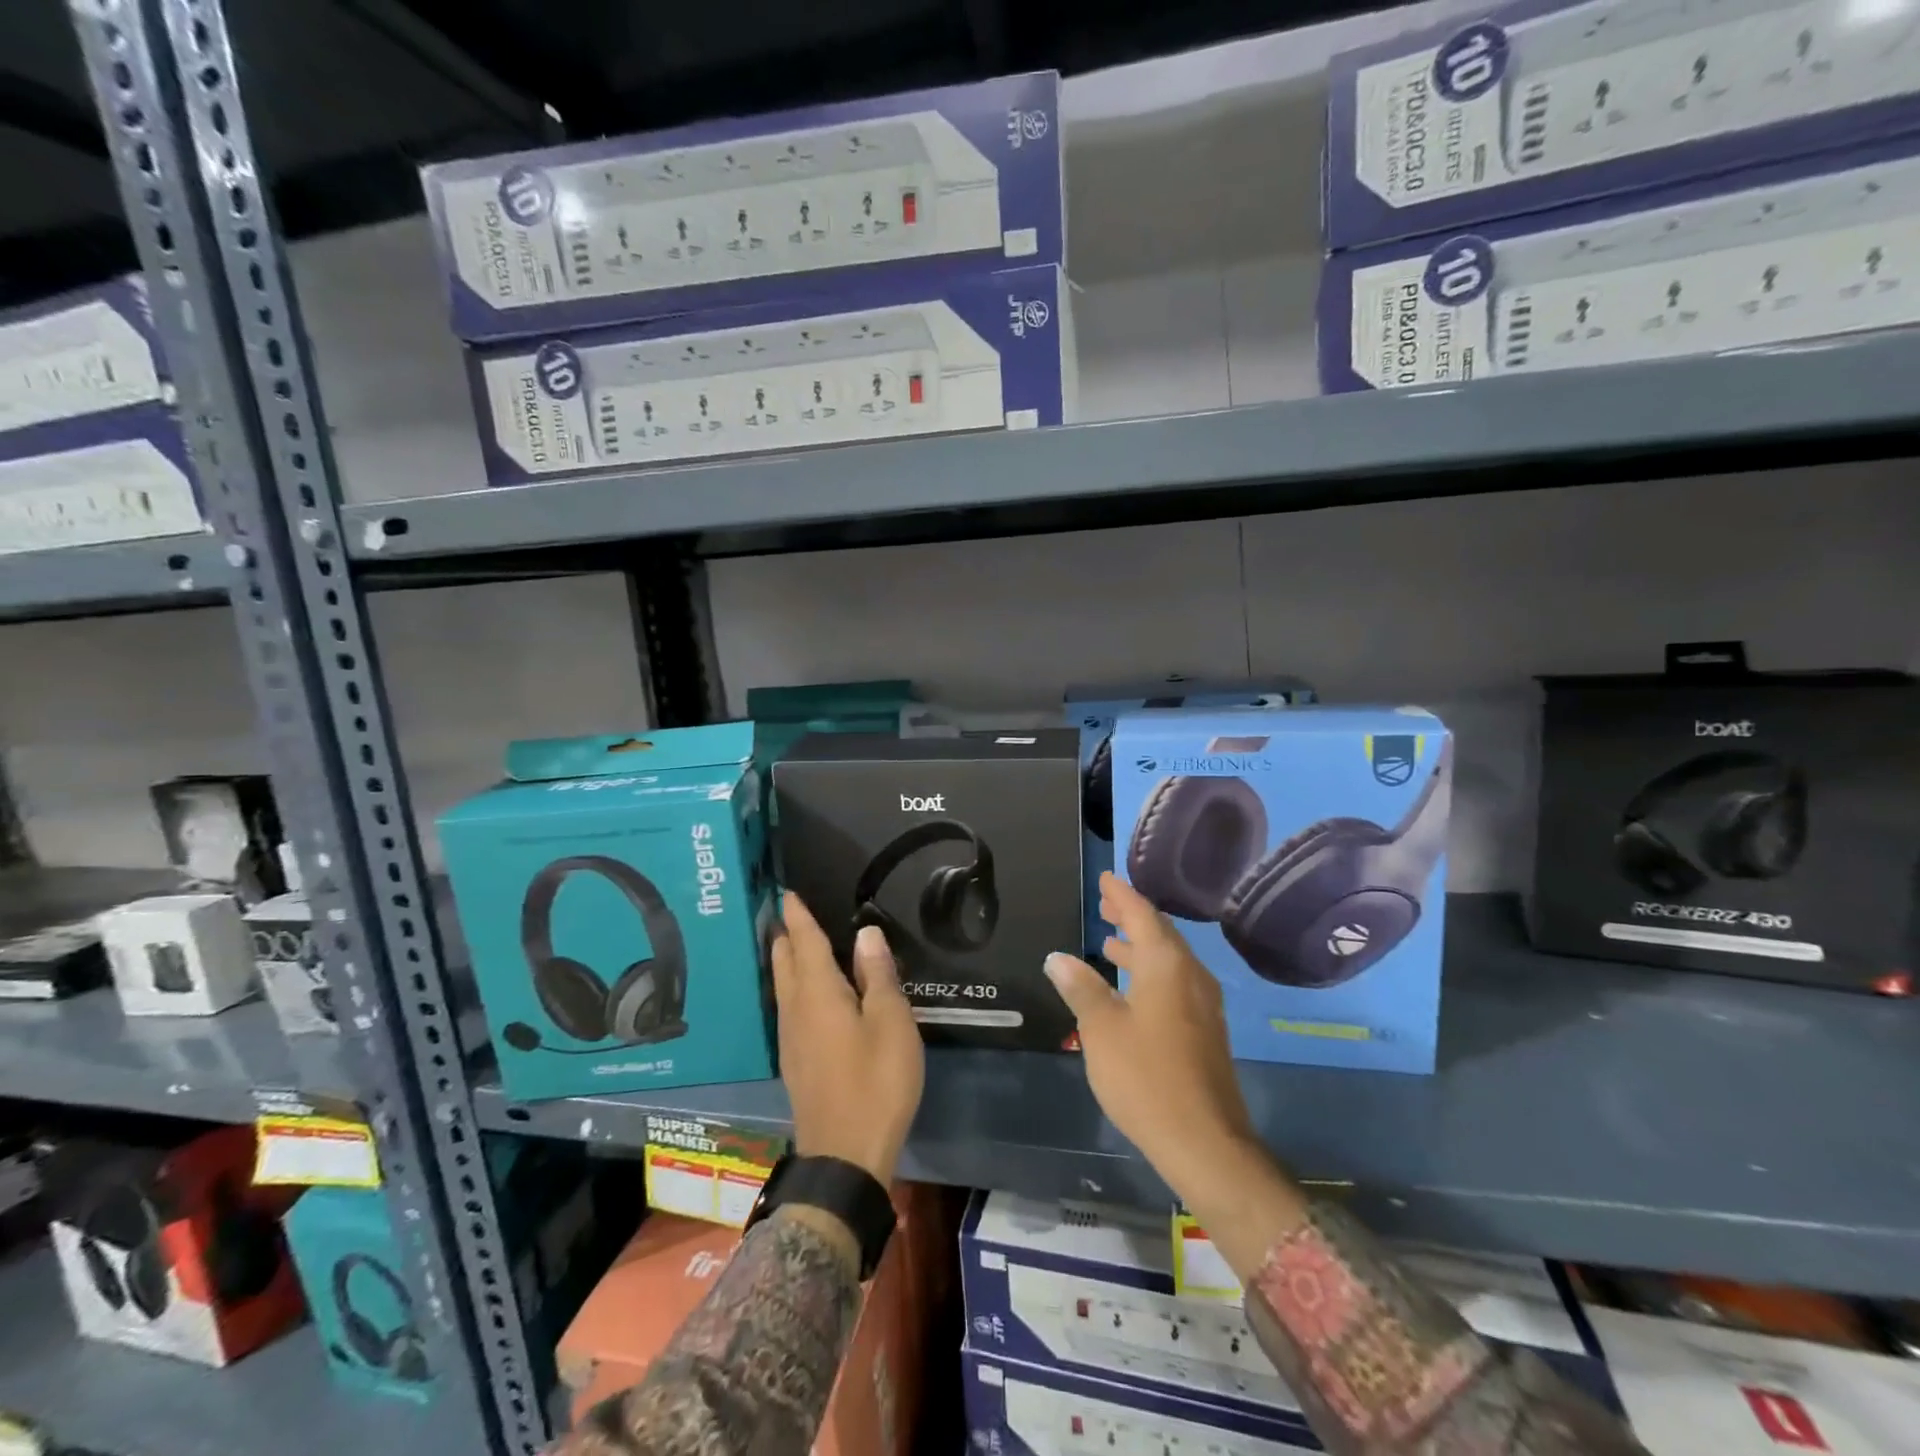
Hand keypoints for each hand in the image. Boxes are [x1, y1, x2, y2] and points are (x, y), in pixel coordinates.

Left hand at [772, 893, 924, 1184]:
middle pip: (784, 962)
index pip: (804, 943)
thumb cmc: (876, 1082)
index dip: (798, 916)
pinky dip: (793, 985)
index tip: (788, 892)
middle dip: (785, 935)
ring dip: (786, 959)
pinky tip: (805, 993)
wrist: (845, 1156)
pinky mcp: (795, 1060)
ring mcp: (791, 1038)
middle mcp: (796, 1010)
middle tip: (786, 911)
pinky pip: (788, 1006)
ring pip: (783, 985)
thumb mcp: (891, 1023)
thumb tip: (866, 933)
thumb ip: (878, 975)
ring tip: (792, 942)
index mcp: (819, 994)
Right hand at [1045, 874, 1303, 1272]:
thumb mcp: (1101, 1029)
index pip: (1142, 915)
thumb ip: (1081, 987)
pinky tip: (1130, 987)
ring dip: (1139, 946)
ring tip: (1110, 941)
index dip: (1121, 895)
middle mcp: (1190, 975)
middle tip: (1105, 904)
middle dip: (1131, 917)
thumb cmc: (1145, 1077)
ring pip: (1168, 959)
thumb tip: (1058, 957)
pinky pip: (1174, 982)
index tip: (1106, 878)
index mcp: (1166, 965)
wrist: (1204, 1141)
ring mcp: (1202, 1004)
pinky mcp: (1204, 1029)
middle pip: (1160, 933)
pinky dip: (1150, 971)